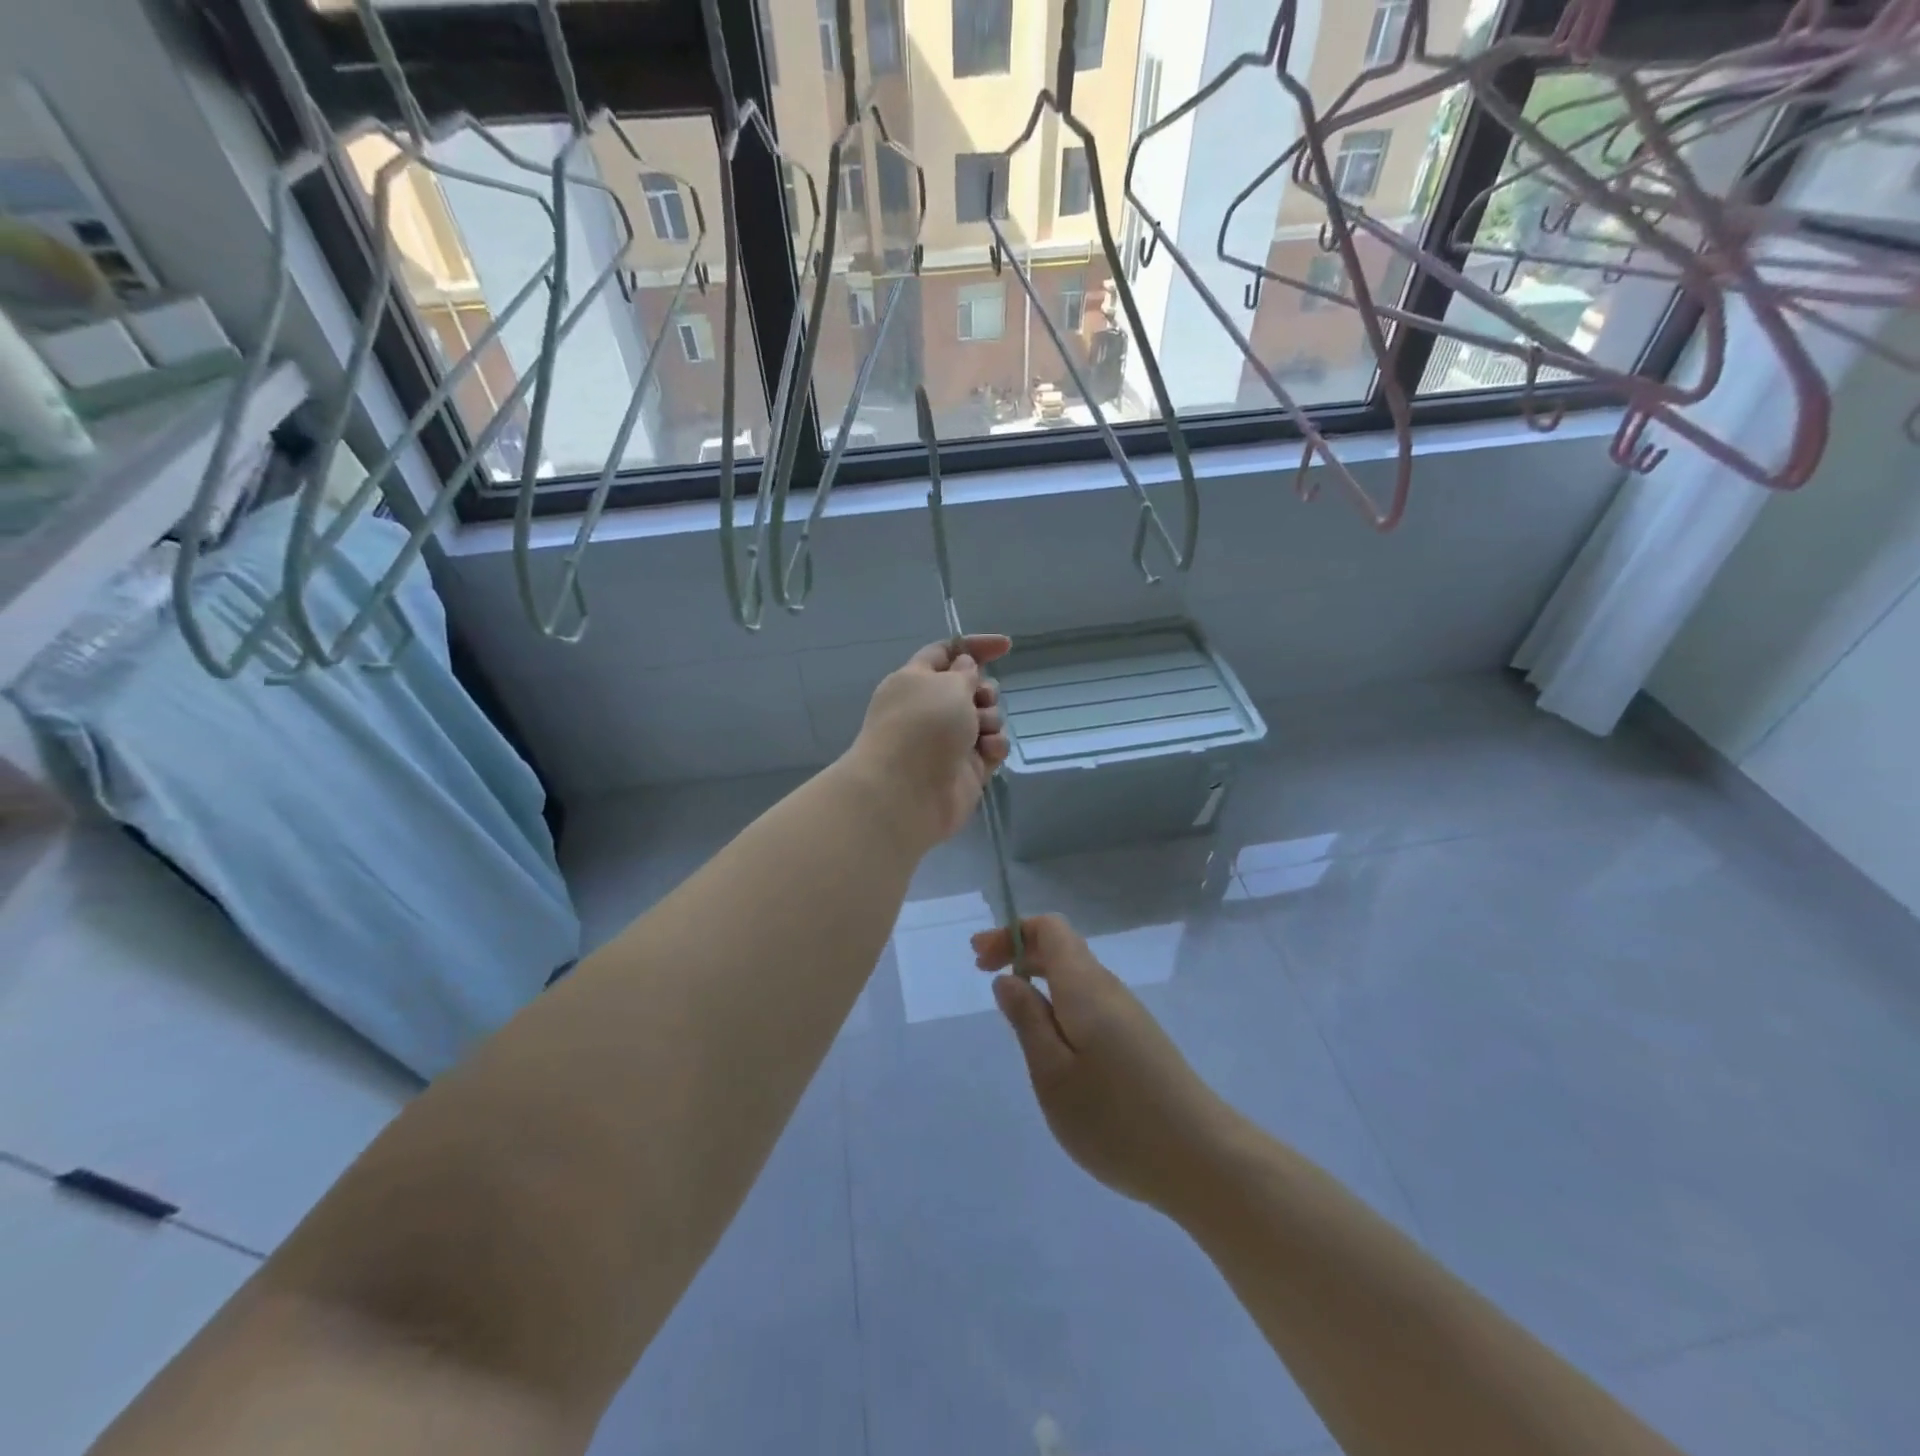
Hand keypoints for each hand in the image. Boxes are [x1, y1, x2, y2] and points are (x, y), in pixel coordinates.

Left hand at [845, 635, 1011, 848]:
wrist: (907, 792)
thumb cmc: (921, 727)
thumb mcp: (946, 684)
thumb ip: (964, 673)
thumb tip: (965, 668)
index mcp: (915, 681)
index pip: (946, 653)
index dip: (974, 647)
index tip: (1006, 646)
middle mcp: (930, 709)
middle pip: (971, 688)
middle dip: (985, 691)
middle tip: (980, 700)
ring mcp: (948, 740)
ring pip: (986, 718)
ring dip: (990, 719)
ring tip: (978, 733)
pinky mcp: (966, 769)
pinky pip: (991, 747)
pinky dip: (993, 747)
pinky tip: (987, 753)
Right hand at [974, 915, 1240, 1216]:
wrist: (1201, 1158)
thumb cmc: (1115, 1117)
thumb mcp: (1052, 1073)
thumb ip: (1027, 1020)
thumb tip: (1007, 979)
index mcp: (1085, 986)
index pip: (1050, 929)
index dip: (1012, 932)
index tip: (979, 956)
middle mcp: (1109, 989)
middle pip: (1062, 948)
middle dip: (1020, 952)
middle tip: (982, 974)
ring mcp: (1127, 1015)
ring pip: (1076, 976)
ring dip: (1039, 978)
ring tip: (1012, 1008)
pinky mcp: (1137, 1040)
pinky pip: (1089, 1002)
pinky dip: (1059, 1002)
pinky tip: (1051, 1040)